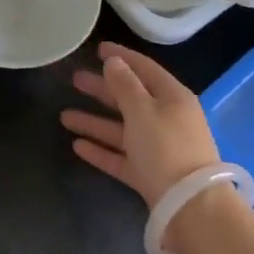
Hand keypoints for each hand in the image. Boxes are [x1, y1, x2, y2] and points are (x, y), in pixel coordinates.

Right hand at [60, 42, 220, 210]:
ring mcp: (157, 148)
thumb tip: (114, 62)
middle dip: (102, 89)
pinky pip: (120, 156)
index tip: (98, 49)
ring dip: (94, 121)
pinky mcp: (148, 174)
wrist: (189, 205)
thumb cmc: (166, 147)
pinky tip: (77, 145)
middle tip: (75, 79)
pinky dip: (101, 149)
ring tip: (64, 116)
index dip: (122, 56)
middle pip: (130, 99)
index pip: (145, 69)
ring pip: (121, 129)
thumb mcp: (143, 110)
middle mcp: (166, 119)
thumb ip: (125, 85)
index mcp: (172, 98)